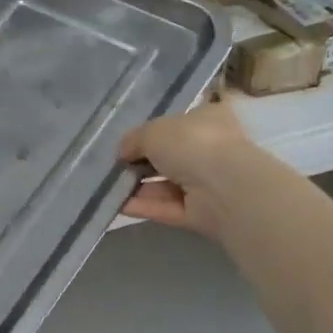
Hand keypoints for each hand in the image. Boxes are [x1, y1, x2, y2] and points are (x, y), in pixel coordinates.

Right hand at [120, 102, 253, 239]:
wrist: (223, 187)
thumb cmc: (191, 144)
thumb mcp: (153, 131)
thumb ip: (134, 139)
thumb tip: (123, 151)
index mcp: (208, 119)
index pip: (179, 123)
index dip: (152, 132)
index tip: (128, 142)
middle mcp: (210, 149)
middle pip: (170, 156)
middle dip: (141, 162)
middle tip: (114, 166)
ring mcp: (207, 183)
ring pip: (166, 184)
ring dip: (138, 186)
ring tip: (108, 186)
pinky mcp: (201, 213)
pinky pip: (167, 207)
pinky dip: (144, 206)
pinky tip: (118, 204)